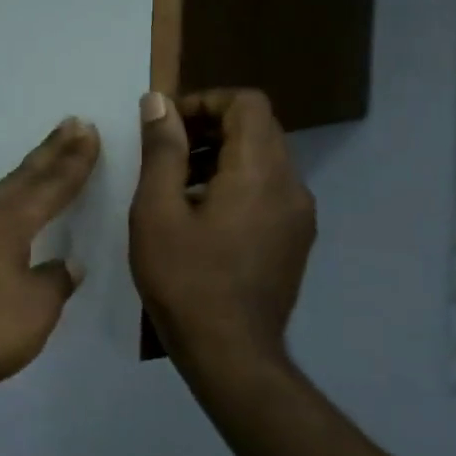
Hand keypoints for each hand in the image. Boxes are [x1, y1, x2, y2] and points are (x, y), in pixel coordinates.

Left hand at [0, 118, 100, 408]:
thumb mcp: (35, 310)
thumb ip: (55, 281)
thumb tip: (67, 263)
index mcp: (6, 222)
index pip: (51, 185)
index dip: (75, 160)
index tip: (89, 131)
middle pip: (21, 178)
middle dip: (50, 152)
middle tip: (71, 124)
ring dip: (22, 179)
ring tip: (41, 165)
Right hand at [130, 90, 315, 378]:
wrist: (231, 355)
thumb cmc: (185, 279)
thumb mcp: (157, 210)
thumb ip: (162, 149)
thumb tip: (159, 102)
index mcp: (260, 172)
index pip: (247, 103)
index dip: (205, 100)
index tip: (168, 125)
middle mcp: (291, 185)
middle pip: (258, 127)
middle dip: (210, 126)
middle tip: (166, 150)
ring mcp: (299, 214)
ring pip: (264, 158)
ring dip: (222, 154)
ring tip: (177, 182)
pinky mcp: (295, 238)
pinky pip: (268, 188)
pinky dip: (236, 181)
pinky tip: (200, 213)